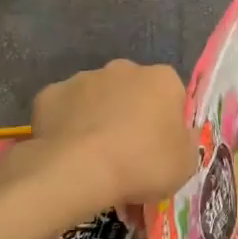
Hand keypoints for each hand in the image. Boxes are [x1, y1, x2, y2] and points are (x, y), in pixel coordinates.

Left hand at [31, 60, 195, 209]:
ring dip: (99, 119)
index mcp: (162, 79)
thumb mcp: (186, 164)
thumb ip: (187, 143)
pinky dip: (67, 127)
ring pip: (97, 98)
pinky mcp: (50, 94)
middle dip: (132, 115)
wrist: (79, 170)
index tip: (162, 149)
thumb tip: (182, 135)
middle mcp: (124, 69)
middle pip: (134, 92)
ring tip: (95, 158)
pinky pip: (64, 111)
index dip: (169, 123)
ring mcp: (84, 78)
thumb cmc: (143, 163)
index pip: (173, 95)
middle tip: (129, 154)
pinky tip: (68, 153)